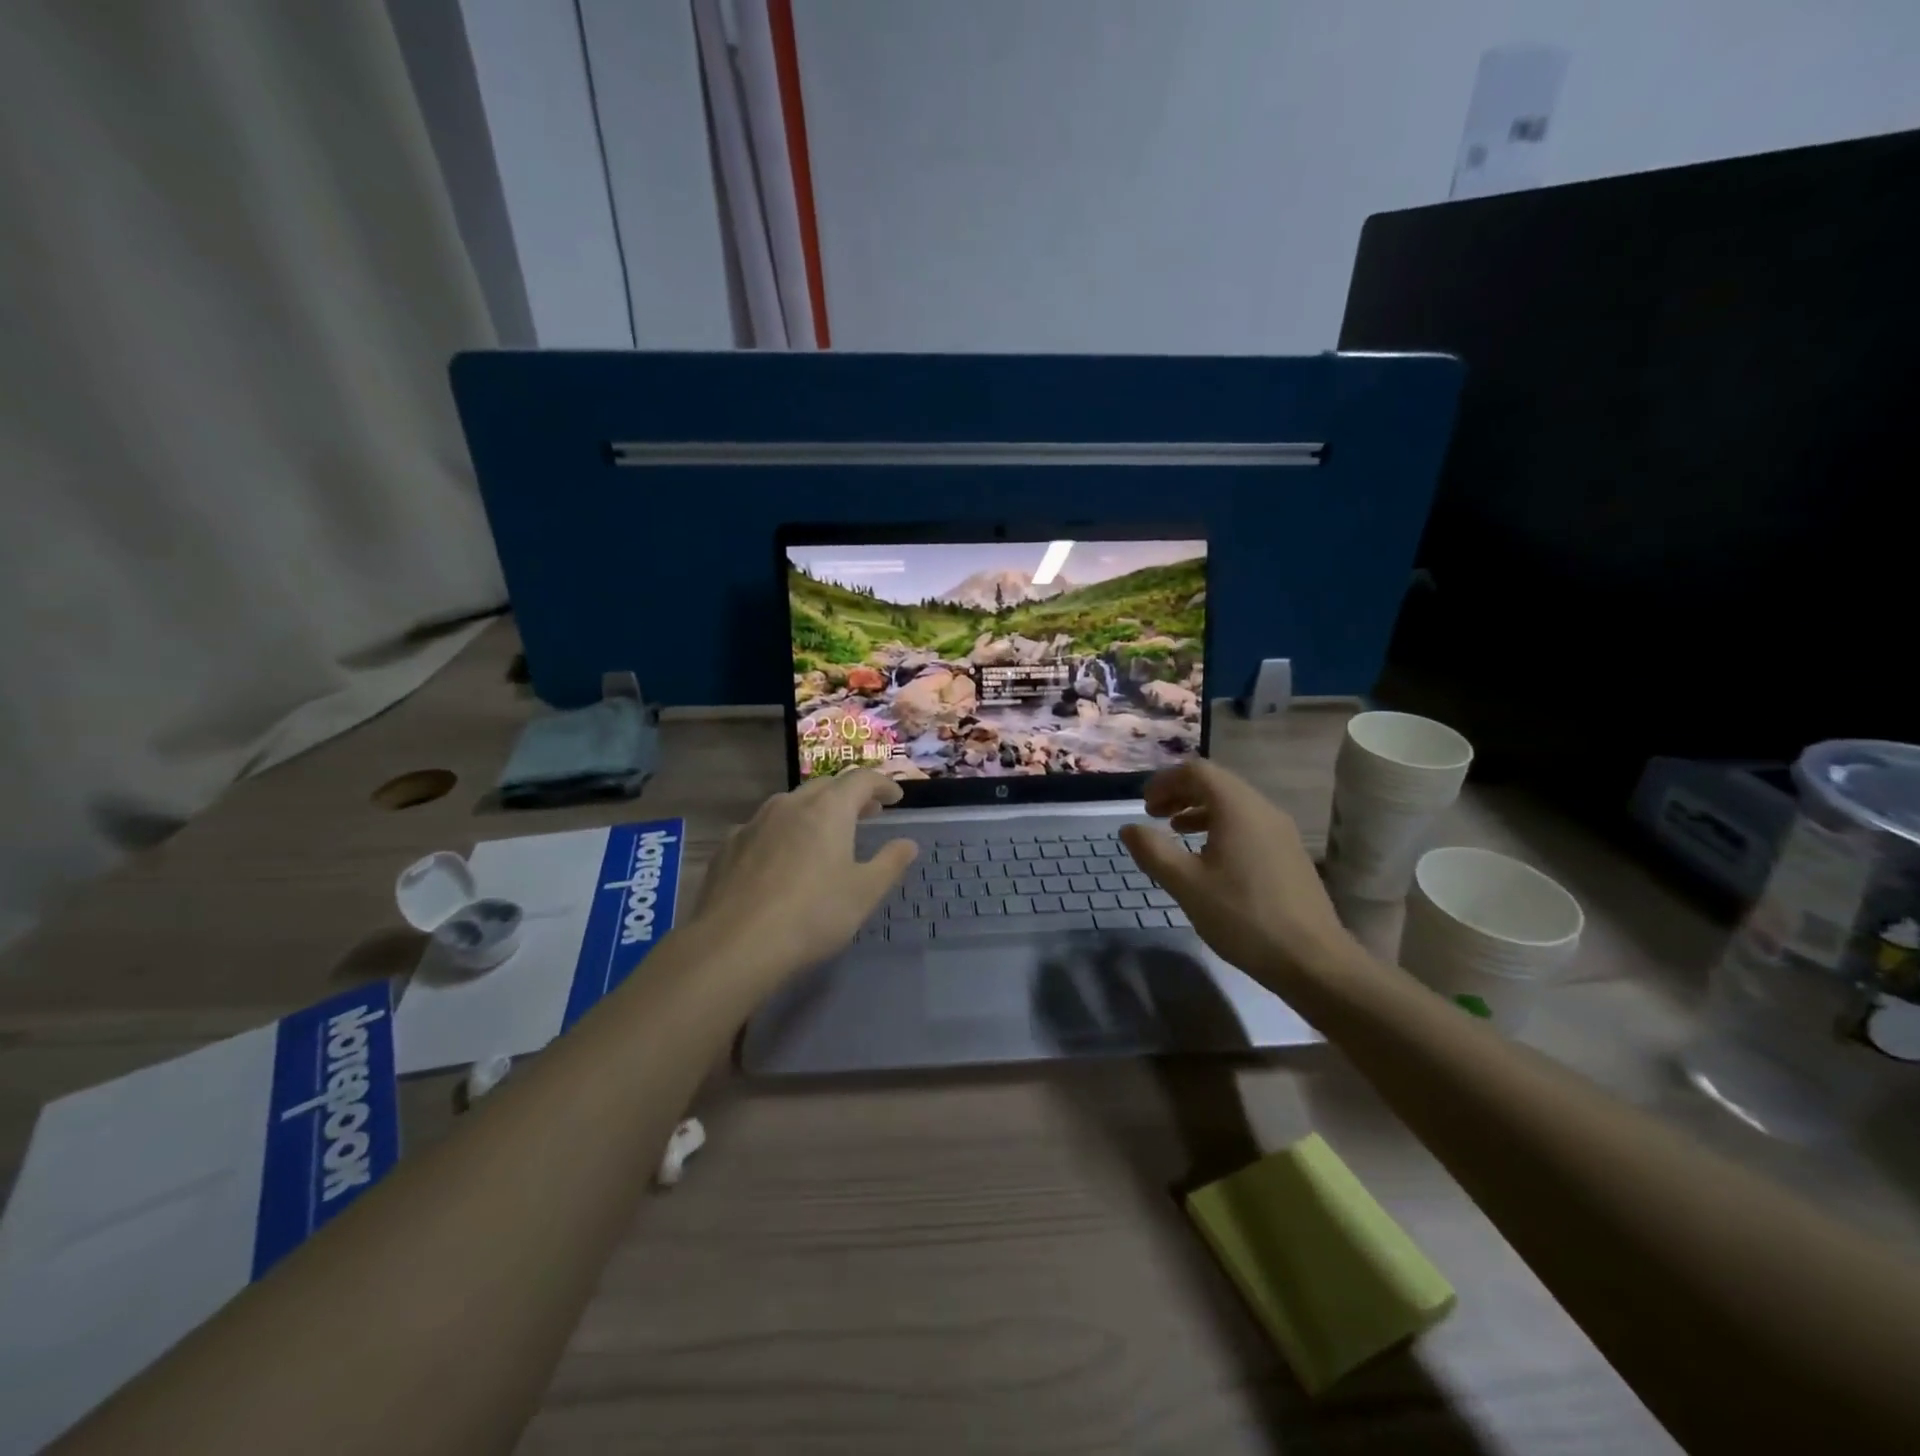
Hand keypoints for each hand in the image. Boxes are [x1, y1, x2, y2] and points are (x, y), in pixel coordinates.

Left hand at [691, 770, 917, 983]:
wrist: (734, 945)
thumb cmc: (812, 915)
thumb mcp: (864, 893)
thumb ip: (890, 863)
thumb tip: (907, 844)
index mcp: (828, 809)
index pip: (861, 779)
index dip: (882, 784)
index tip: (895, 797)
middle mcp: (790, 805)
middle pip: (825, 786)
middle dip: (849, 795)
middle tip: (867, 812)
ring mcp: (753, 823)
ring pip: (790, 804)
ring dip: (814, 811)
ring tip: (825, 833)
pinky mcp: (728, 847)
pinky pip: (762, 828)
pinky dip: (782, 832)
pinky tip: (780, 857)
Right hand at [1119, 759, 1356, 985]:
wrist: (1312, 960)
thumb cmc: (1243, 916)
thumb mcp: (1186, 884)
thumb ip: (1153, 851)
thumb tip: (1129, 828)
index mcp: (1238, 808)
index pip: (1197, 771)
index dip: (1165, 781)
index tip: (1144, 805)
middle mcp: (1263, 810)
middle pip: (1216, 783)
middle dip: (1180, 794)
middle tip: (1154, 816)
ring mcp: (1281, 832)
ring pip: (1233, 805)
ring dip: (1199, 810)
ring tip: (1176, 833)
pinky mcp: (1289, 854)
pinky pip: (1248, 824)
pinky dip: (1221, 827)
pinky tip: (1209, 859)